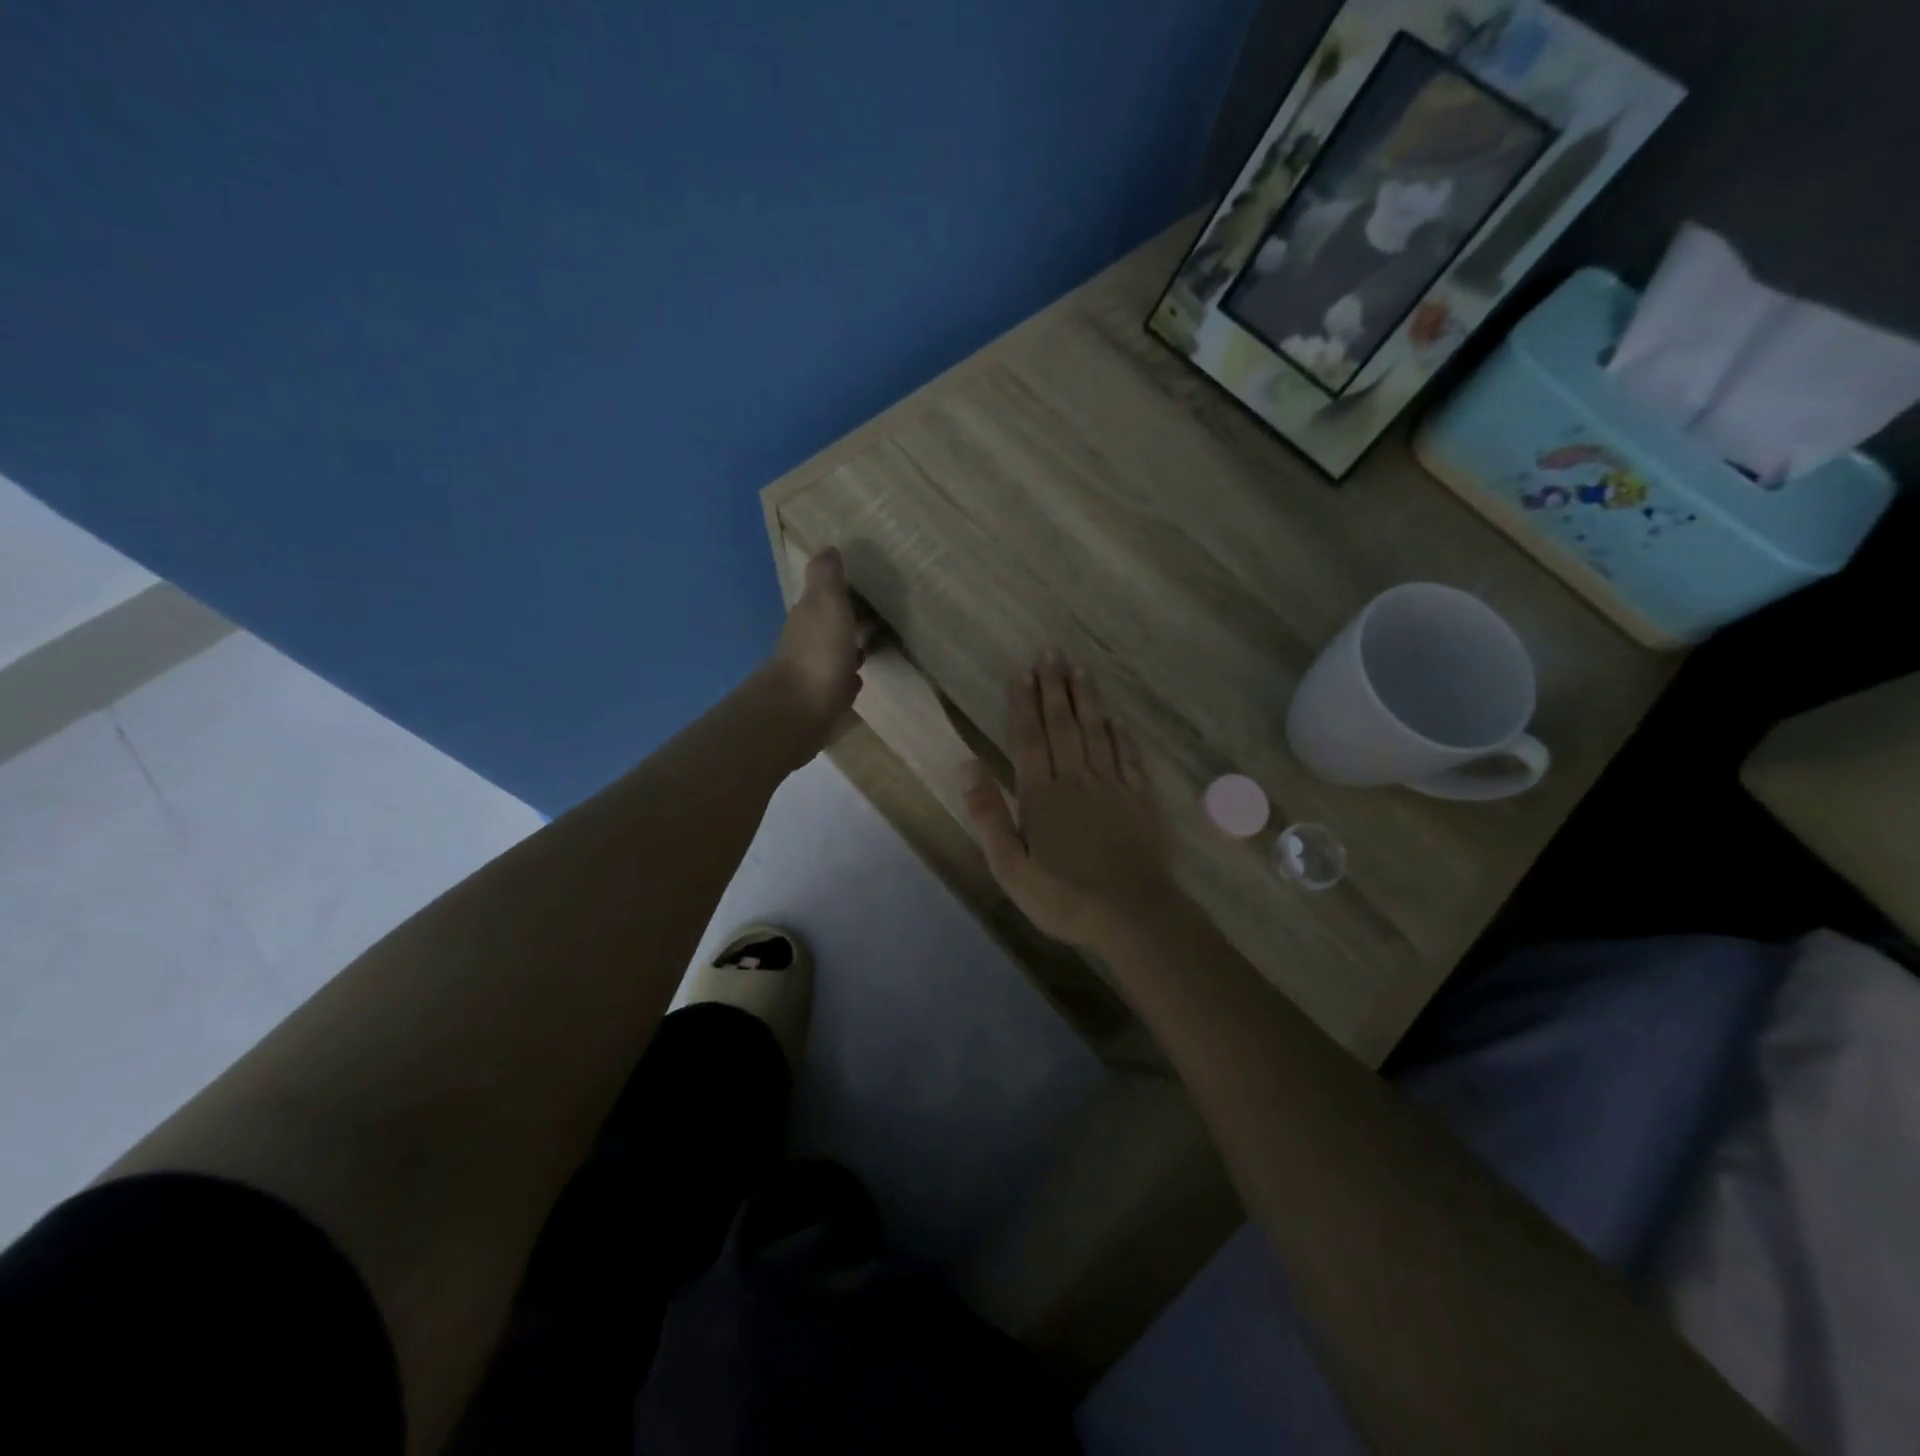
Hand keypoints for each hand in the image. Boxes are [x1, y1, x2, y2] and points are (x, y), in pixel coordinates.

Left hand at [766, 548, 864, 740]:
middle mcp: (805, 642)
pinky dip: (847, 677)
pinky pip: (838, 682)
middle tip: (876, 615)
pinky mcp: (821, 701)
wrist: (799, 711)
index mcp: (808, 616)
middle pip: (828, 625)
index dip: (840, 591)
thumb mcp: (826, 603)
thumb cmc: (818, 652)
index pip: (822, 596)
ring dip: (848, 648)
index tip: (864, 587)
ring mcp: (812, 673)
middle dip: (847, 620)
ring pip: (834, 653)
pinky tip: (858, 678)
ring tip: (873, 644)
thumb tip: (827, 548)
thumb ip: (827, 577)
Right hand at [960, 650, 1177, 951]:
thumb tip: (968, 765)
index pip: (1029, 739)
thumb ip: (989, 815)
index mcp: (1042, 795)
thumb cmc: (1064, 897)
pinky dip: (1121, 735)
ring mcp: (1112, 786)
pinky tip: (1116, 718)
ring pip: (1096, 732)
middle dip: (1054, 688)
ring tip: (1080, 669)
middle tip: (1050, 652)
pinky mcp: (1140, 799)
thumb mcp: (1011, 867)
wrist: (1133, 914)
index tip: (1021, 673)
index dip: (1023, 705)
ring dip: (1086, 699)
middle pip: (1063, 725)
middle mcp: (1076, 780)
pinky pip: (1128, 757)